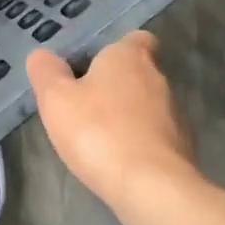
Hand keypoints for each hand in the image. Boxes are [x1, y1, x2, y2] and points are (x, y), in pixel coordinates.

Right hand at [26, 31, 200, 208]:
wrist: (150, 186)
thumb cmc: (97, 131)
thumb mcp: (56, 98)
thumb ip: (46, 72)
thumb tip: (42, 54)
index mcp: (129, 58)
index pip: (136, 39)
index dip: (118, 48)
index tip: (96, 64)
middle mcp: (158, 79)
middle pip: (139, 73)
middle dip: (116, 85)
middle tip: (85, 102)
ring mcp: (175, 114)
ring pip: (148, 105)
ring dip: (127, 115)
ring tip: (98, 135)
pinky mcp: (182, 147)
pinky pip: (155, 135)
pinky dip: (139, 141)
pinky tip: (118, 159)